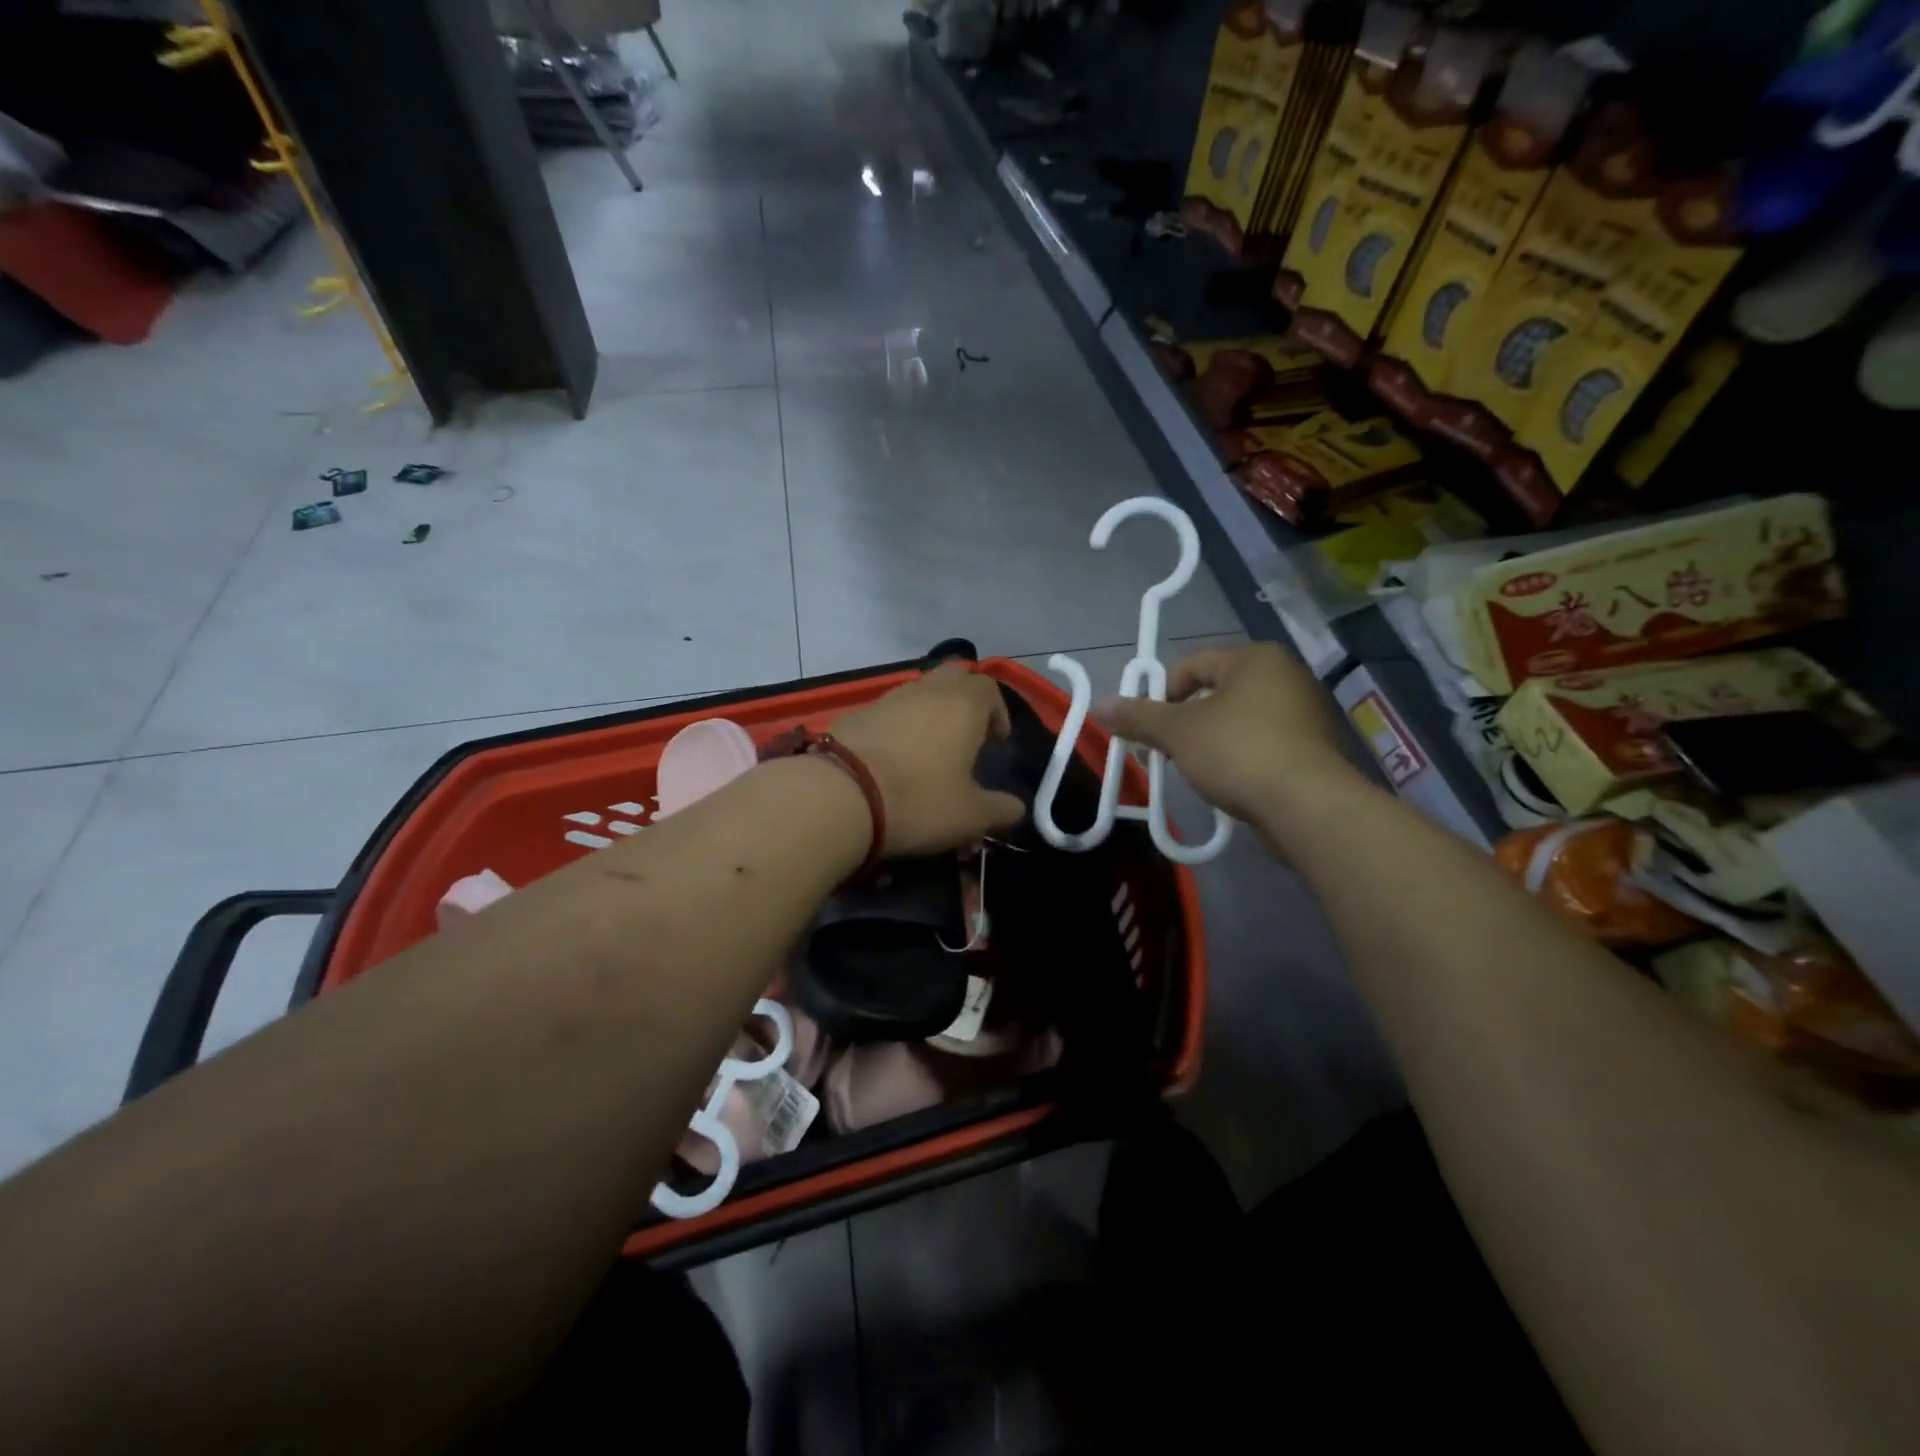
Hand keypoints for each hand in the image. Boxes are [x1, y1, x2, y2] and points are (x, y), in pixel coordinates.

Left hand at [832, 663, 1025, 856]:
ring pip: (918, 693)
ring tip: (929, 752)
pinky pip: (888, 713)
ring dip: (929, 713)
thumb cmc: (919, 800)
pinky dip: (897, 728)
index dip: (998, 712)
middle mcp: (927, 691)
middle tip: (966, 735)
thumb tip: (1016, 809)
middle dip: (965, 700)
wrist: (839, 796)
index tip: (997, 741)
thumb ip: (1000, 810)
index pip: (989, 689)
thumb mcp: (971, 816)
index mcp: (963, 705)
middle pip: (954, 677)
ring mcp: (887, 699)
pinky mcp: (855, 714)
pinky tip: (891, 761)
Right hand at [1092, 643, 1359, 825]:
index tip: (1146, 728)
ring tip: (1192, 772)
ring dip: (1208, 743)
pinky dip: (1238, 759)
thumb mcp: (1176, 732)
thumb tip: (1099, 706)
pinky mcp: (1313, 751)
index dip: (1160, 694)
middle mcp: (1285, 677)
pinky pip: (1261, 745)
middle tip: (1161, 753)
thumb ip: (1137, 717)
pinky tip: (1227, 784)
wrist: (1307, 805)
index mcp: (1255, 659)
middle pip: (1214, 694)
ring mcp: (1304, 714)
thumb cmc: (1238, 751)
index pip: (1192, 665)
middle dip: (1182, 723)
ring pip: (1237, 722)